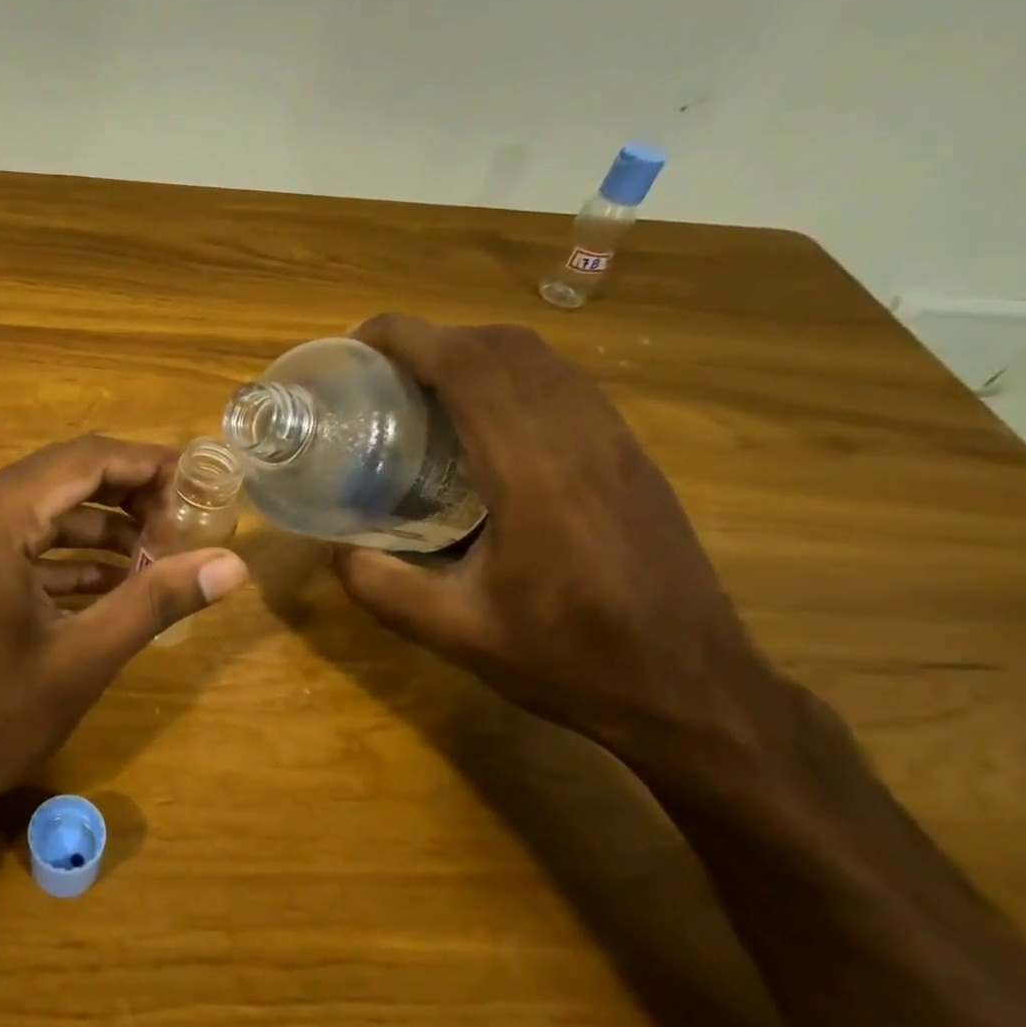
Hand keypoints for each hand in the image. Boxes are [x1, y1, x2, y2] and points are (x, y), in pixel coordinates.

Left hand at [0, 435, 249, 813]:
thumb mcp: (83, 658)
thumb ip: (157, 601)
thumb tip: (233, 565)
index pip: (85, 459)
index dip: (146, 463)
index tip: (198, 481)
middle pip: (62, 478)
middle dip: (127, 494)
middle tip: (184, 519)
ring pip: (41, 512)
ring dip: (99, 528)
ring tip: (158, 555)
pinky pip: (19, 545)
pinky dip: (65, 557)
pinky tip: (110, 585)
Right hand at [334, 316, 788, 770]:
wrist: (692, 689)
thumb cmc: (569, 661)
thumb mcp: (455, 633)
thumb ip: (380, 586)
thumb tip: (334, 548)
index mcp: (533, 472)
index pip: (468, 365)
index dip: (408, 337)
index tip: (358, 342)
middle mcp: (579, 437)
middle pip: (503, 346)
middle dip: (434, 338)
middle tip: (380, 370)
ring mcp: (615, 441)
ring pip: (541, 358)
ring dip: (475, 352)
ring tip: (424, 386)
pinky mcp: (631, 455)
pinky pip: (565, 384)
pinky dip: (512, 375)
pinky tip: (484, 421)